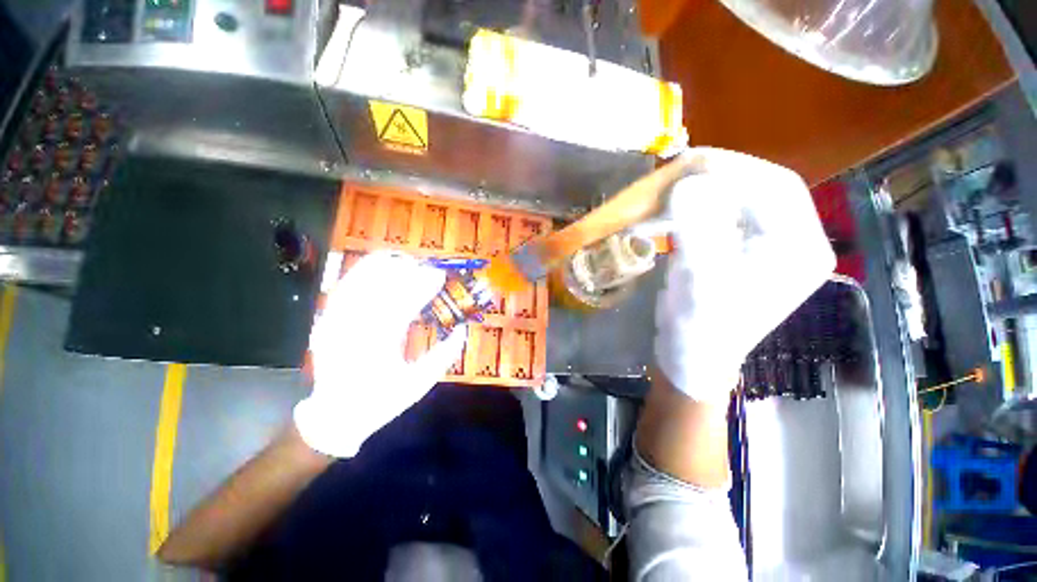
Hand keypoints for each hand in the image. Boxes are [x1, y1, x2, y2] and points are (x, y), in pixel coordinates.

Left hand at [294, 251, 466, 457]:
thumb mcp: (419, 384)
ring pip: (359, 280)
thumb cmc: (381, 402)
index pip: (403, 305)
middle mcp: (352, 329)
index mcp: (378, 347)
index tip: (440, 275)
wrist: (335, 415)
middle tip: (428, 267)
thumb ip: (444, 355)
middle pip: (381, 287)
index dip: (423, 286)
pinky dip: (363, 272)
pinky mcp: (326, 319)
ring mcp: (334, 322)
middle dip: (407, 272)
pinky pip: (345, 286)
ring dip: (385, 266)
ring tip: (407, 260)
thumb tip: (463, 329)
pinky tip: (379, 265)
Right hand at [654, 148, 834, 402]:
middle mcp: (790, 242)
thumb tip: (686, 182)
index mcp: (798, 248)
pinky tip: (669, 213)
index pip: (775, 187)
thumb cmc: (701, 327)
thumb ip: (698, 228)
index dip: (732, 168)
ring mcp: (764, 247)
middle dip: (714, 178)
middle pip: (757, 189)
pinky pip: (719, 218)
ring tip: (667, 192)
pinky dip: (692, 210)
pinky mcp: (738, 252)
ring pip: (735, 201)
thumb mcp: (699, 279)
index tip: (688, 162)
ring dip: (699, 193)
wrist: (691, 358)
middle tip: (675, 173)